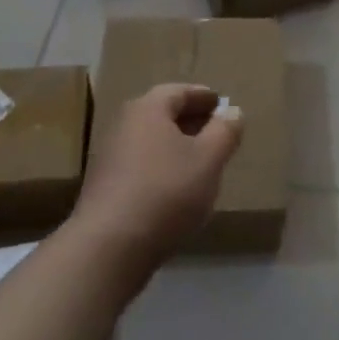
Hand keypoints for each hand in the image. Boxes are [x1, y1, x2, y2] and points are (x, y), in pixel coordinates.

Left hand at [70, 84, 241, 275]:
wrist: (108, 248)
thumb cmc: (166, 192)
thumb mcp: (209, 159)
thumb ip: (225, 131)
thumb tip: (233, 112)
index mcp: (148, 108)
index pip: (180, 91)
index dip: (204, 97)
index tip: (222, 105)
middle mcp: (124, 124)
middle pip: (163, 114)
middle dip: (191, 121)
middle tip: (216, 133)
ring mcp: (110, 157)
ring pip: (151, 142)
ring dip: (176, 147)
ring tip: (201, 164)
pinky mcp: (105, 187)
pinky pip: (141, 165)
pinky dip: (161, 168)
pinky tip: (175, 190)